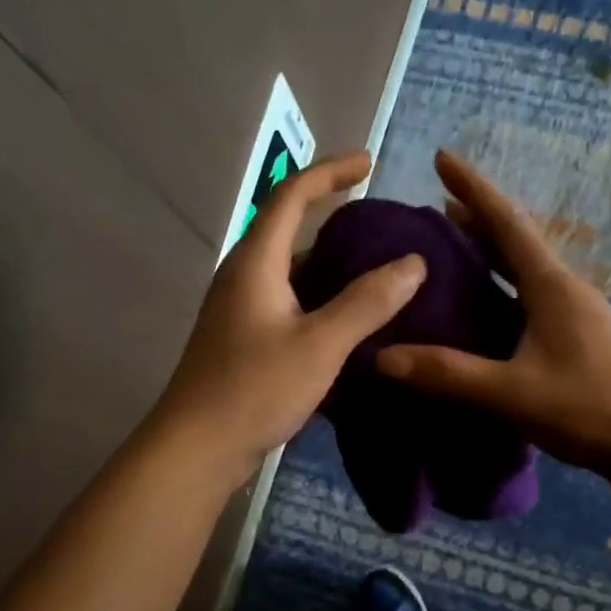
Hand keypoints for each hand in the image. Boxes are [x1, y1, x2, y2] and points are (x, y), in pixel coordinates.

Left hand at [151, 150, 426, 484]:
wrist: (197, 447)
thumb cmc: (254, 389)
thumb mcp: (320, 345)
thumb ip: (367, 302)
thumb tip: (413, 263)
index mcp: (256, 262)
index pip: (291, 195)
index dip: (330, 172)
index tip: (368, 163)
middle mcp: (242, 277)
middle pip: (288, 231)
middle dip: (333, 219)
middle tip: (381, 227)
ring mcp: (238, 311)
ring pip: (289, 273)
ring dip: (328, 266)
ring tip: (375, 274)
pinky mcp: (241, 342)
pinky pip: (286, 304)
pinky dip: (318, 301)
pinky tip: (346, 323)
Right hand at [376, 151, 610, 475]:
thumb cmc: (587, 407)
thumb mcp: (510, 392)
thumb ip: (448, 374)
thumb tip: (383, 357)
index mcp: (551, 286)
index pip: (506, 222)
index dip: (473, 187)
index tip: (442, 156)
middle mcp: (566, 289)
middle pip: (516, 242)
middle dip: (478, 221)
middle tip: (439, 209)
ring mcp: (578, 314)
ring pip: (527, 272)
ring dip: (493, 256)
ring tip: (457, 253)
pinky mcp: (582, 339)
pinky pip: (534, 299)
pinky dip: (505, 289)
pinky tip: (491, 311)